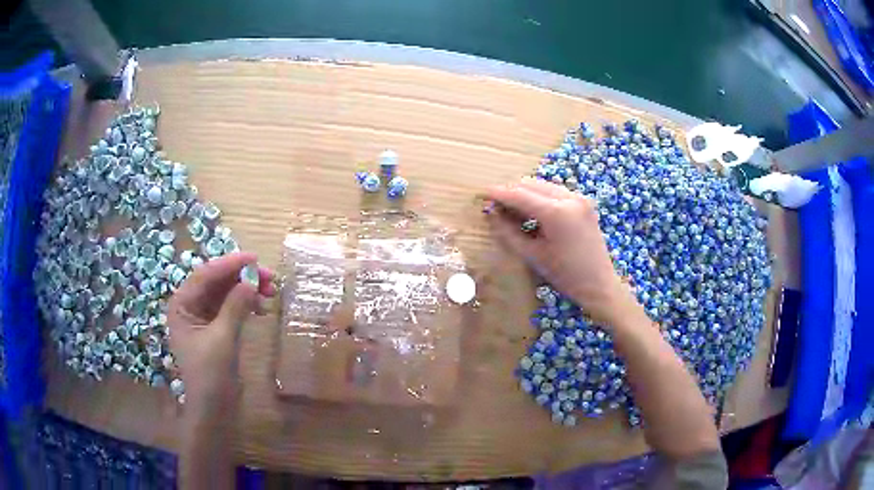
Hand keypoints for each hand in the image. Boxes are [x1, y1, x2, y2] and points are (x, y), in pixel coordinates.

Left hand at [167, 252, 275, 409]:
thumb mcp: (222, 339)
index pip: (205, 275)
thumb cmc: (210, 375)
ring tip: (270, 291)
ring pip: (225, 293)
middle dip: (242, 277)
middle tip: (270, 277)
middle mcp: (190, 306)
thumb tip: (252, 280)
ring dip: (246, 290)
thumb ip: (235, 307)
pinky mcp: (215, 328)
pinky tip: (262, 307)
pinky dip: (245, 304)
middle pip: (216, 282)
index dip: (229, 264)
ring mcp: (202, 317)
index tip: (255, 258)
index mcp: (181, 304)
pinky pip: (230, 308)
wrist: (213, 409)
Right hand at [485, 178, 633, 325]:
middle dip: (510, 192)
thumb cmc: (565, 275)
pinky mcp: (584, 202)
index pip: (519, 194)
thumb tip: (491, 213)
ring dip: (525, 193)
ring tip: (511, 210)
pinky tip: (532, 212)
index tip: (481, 194)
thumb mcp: (532, 255)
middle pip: (530, 184)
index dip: (497, 193)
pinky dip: (540, 197)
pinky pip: (555, 192)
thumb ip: (508, 232)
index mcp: (556, 212)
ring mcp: (579, 198)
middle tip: (495, 206)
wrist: (600, 285)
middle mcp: (569, 198)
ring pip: (542, 185)